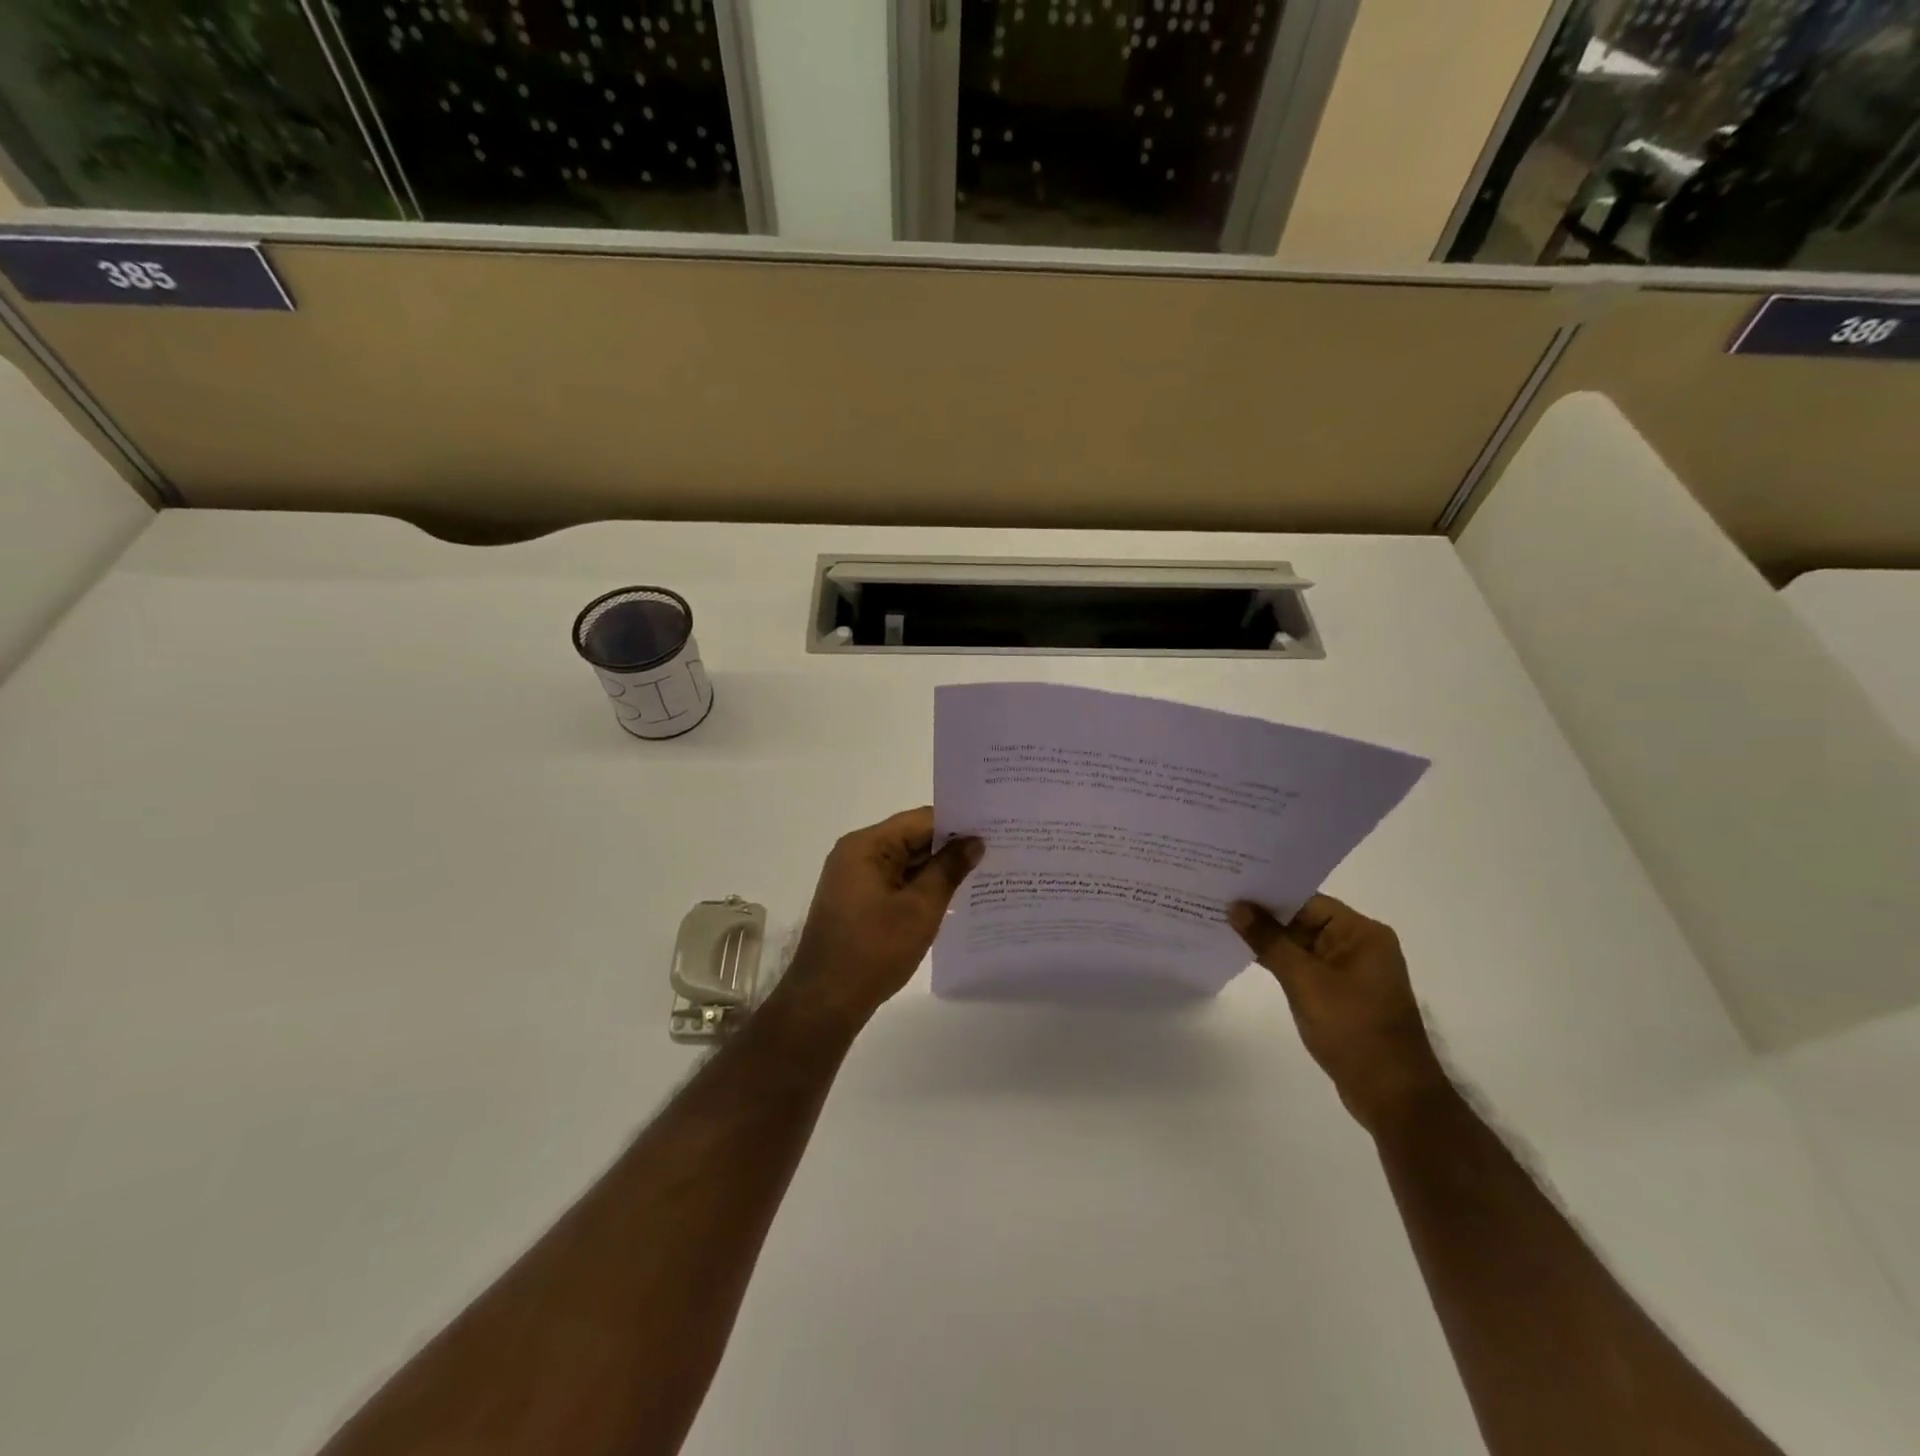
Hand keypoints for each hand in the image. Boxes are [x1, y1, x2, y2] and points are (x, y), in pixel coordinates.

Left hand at [777, 808, 983, 1033]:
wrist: (825, 1002)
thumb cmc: (874, 950)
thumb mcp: (920, 908)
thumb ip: (949, 870)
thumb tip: (974, 841)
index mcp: (867, 845)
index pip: (920, 820)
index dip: (958, 824)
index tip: (994, 831)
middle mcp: (857, 854)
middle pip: (911, 839)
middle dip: (950, 847)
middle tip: (996, 852)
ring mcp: (854, 879)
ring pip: (904, 863)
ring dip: (937, 870)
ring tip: (982, 875)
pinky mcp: (856, 902)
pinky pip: (895, 883)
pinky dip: (920, 888)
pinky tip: (951, 900)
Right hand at [1229, 895, 1449, 1132]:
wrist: (1392, 1096)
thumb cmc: (1352, 1029)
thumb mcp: (1305, 981)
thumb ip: (1269, 941)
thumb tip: (1236, 908)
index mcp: (1361, 933)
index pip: (1307, 901)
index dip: (1268, 894)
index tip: (1229, 887)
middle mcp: (1359, 946)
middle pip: (1304, 920)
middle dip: (1264, 916)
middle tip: (1218, 902)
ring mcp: (1350, 972)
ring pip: (1301, 944)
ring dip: (1269, 939)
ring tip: (1223, 924)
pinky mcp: (1341, 994)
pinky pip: (1305, 966)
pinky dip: (1279, 961)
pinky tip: (1246, 955)